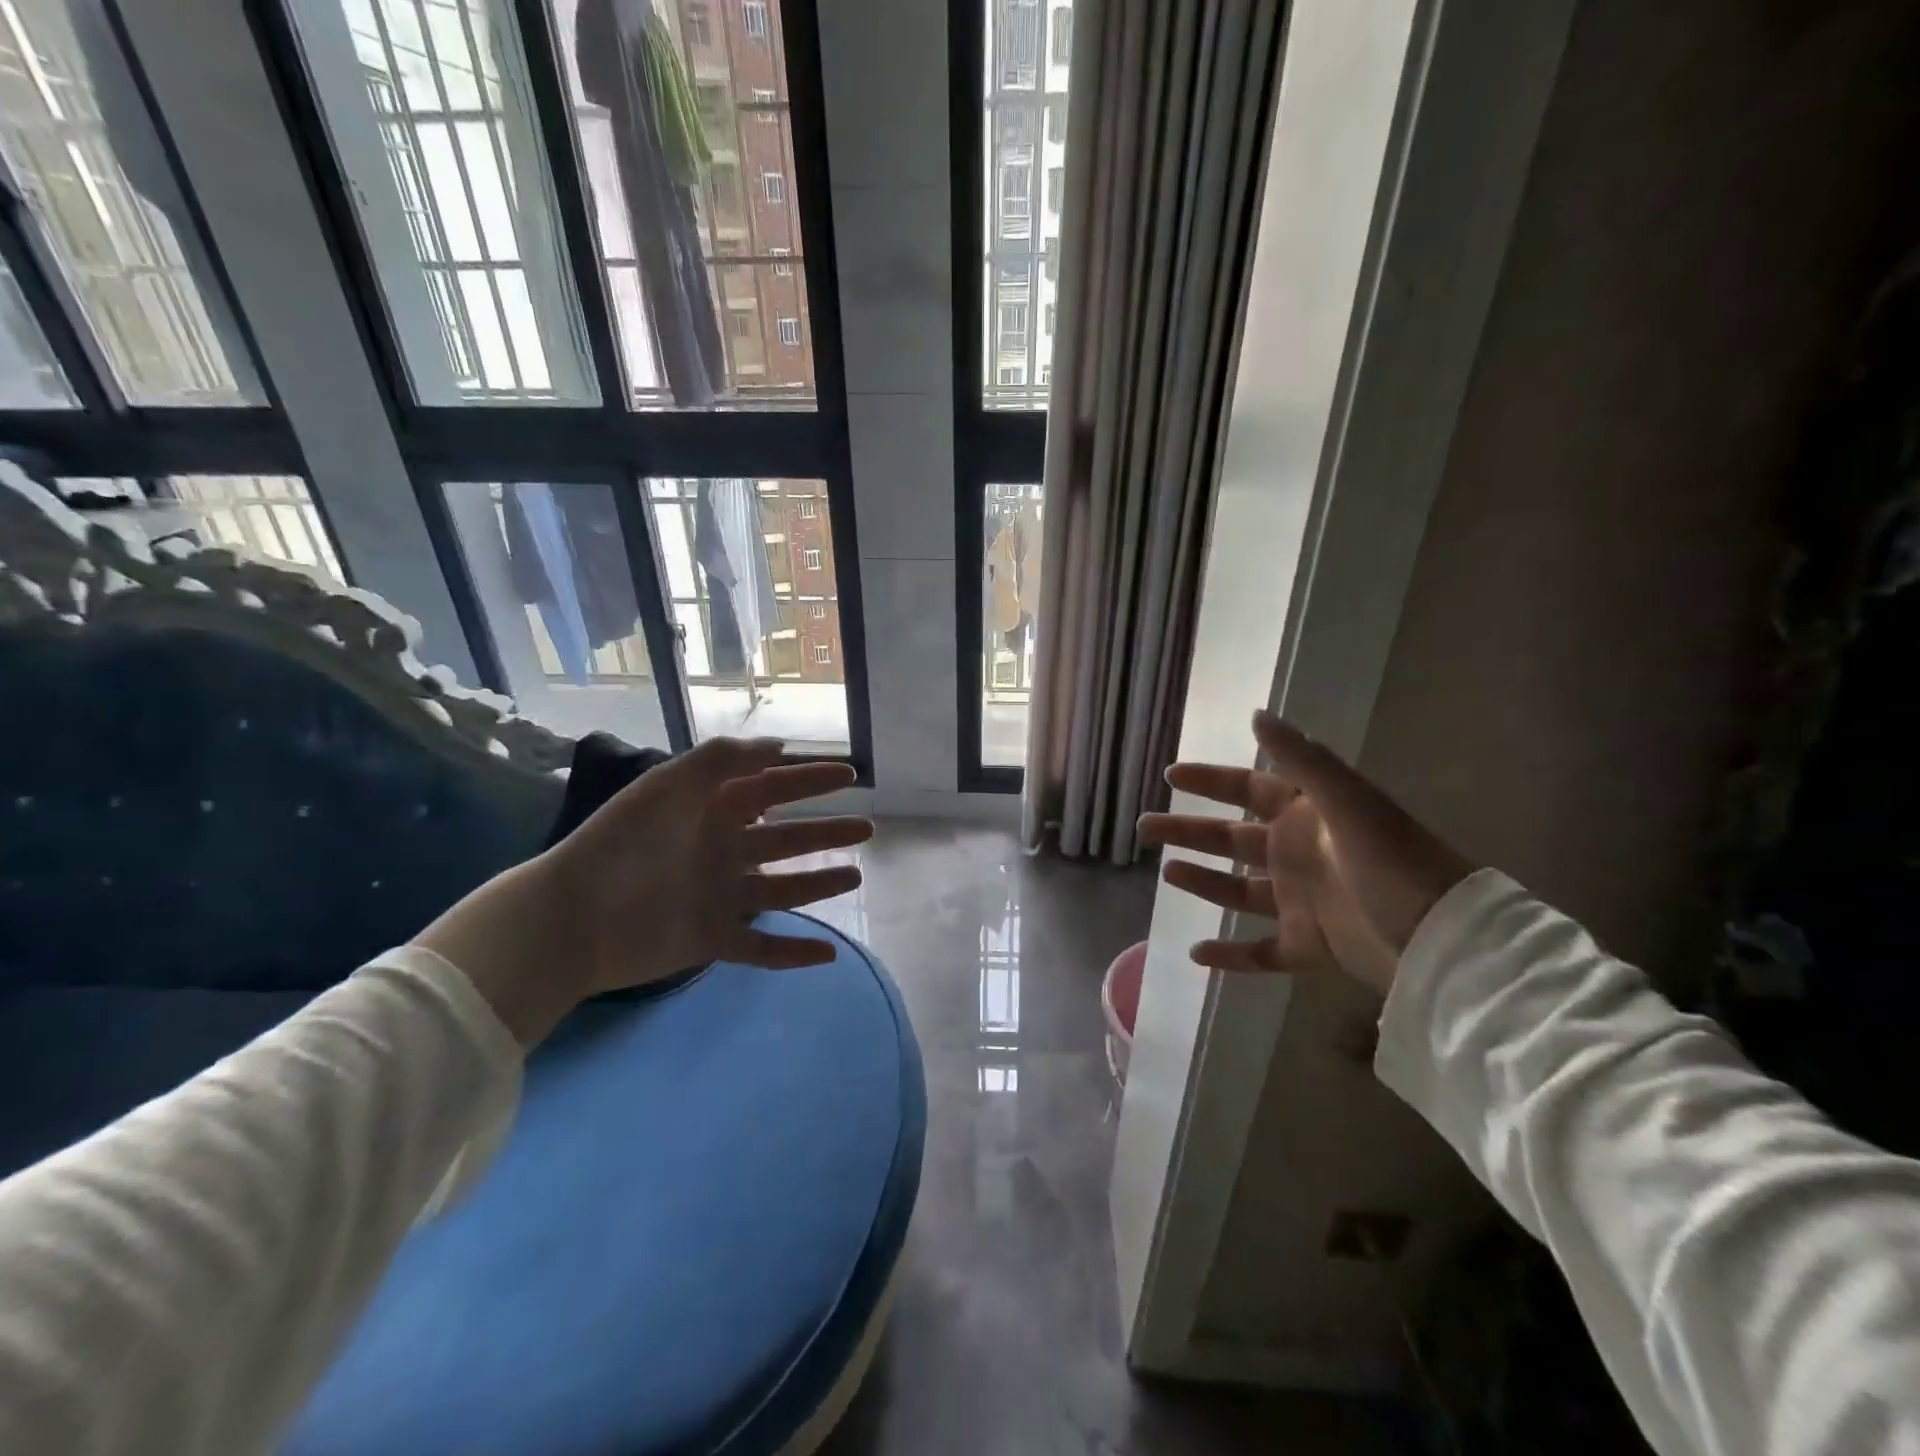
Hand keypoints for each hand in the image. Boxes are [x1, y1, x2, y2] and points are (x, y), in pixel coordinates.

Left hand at [415, 738, 871, 1044]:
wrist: (571, 918)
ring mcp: (720, 898)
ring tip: (856, 875)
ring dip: (820, 884)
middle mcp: (723, 852)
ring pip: (783, 890)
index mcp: (712, 813)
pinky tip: (828, 955)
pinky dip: (794, 954)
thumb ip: (722, 760)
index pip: (773, 789)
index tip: (850, 774)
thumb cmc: (622, 843)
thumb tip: (778, 746)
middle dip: (827, 832)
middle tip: (867, 828)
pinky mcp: (712, 942)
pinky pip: (762, 950)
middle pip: (787, 840)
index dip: (810, 780)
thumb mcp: (670, 785)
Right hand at [1136, 711, 1472, 995]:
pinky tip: (1196, 953)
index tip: (1171, 775)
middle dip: (1188, 831)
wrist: (1444, 942)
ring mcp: (1301, 902)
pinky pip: (1262, 951)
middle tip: (1144, 828)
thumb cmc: (1394, 865)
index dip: (1210, 781)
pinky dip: (1231, 956)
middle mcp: (1298, 854)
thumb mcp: (1350, 804)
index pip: (1248, 790)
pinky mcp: (1310, 947)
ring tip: (1166, 874)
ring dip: (1202, 882)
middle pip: (1230, 838)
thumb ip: (1303, 760)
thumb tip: (1257, 714)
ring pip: (1238, 891)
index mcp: (1307, 817)